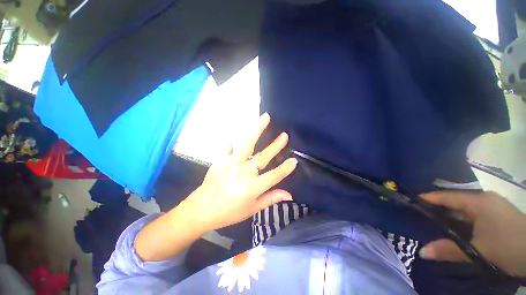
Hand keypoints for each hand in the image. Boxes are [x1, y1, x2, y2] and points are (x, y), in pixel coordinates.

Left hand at [180, 113, 297, 232]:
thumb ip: (270, 199)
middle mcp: (243, 172)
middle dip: (275, 146)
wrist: (200, 211)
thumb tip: (289, 195)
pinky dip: (232, 142)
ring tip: (265, 118)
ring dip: (257, 130)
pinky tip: (234, 137)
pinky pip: (227, 147)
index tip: (294, 160)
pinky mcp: (220, 160)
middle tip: (284, 135)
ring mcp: (230, 164)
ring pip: (247, 144)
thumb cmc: (228, 213)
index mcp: (251, 187)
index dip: (285, 169)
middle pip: (263, 157)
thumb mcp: (251, 209)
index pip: (273, 176)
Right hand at [419, 191, 525, 276]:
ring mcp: (493, 206)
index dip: (428, 198)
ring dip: (451, 216)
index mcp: (478, 202)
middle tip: (421, 216)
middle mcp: (484, 199)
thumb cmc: (508, 246)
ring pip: (465, 209)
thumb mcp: (478, 251)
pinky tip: (459, 229)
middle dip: (438, 208)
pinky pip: (475, 214)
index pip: (446, 196)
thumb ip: (450, 250)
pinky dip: (463, 220)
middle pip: (455, 202)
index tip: (412, 202)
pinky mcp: (499, 215)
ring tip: (436, 223)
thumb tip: (423, 252)